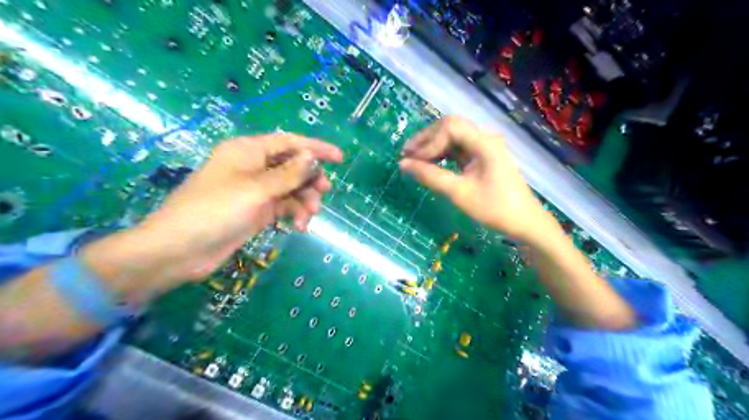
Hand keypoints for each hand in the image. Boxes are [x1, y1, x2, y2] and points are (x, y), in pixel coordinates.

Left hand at [81, 133, 341, 293]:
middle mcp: (253, 166)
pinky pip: (283, 206)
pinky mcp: (256, 210)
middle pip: (292, 166)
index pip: (289, 142)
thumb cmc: (214, 211)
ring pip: (290, 188)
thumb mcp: (256, 190)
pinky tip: (299, 227)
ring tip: (309, 217)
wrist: (179, 250)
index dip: (315, 148)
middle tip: (323, 193)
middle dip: (310, 179)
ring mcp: (255, 190)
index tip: (340, 158)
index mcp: (248, 151)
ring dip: (303, 200)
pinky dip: (293, 214)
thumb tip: (313, 158)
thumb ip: (288, 174)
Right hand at [400, 116, 550, 244]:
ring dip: (433, 146)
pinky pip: (458, 149)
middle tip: (407, 155)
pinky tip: (431, 163)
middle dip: (427, 139)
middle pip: (450, 127)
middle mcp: (484, 139)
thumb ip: (430, 176)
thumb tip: (403, 164)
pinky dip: (442, 154)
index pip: (449, 127)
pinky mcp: (482, 158)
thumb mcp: (459, 193)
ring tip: (415, 159)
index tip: (412, 160)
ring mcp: (484, 148)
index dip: (428, 141)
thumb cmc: (494, 208)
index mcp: (484, 143)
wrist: (525, 223)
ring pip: (453, 137)